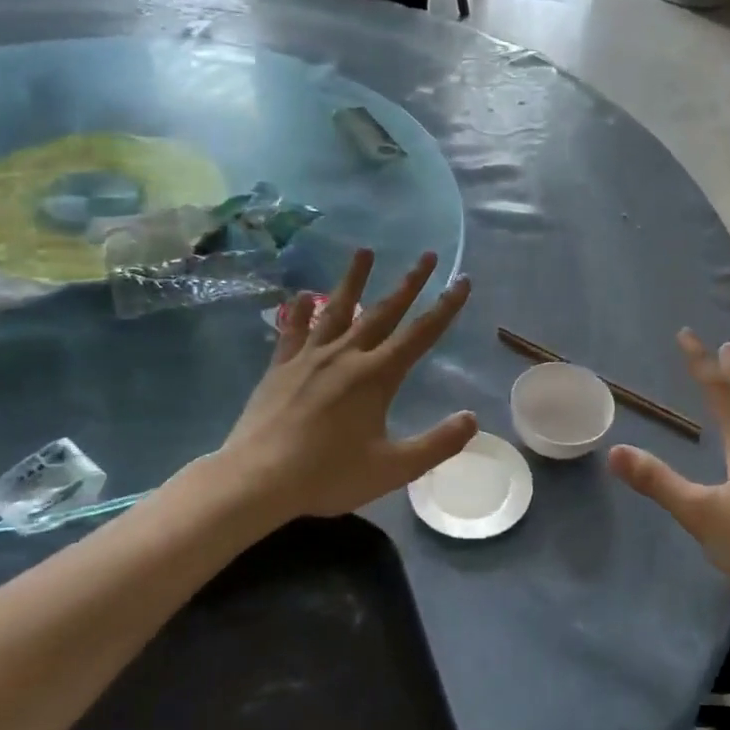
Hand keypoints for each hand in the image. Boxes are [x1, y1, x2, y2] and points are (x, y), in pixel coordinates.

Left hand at [202, 250, 476, 526]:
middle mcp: (346, 355)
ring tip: (365, 250)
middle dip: (410, 282)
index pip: (421, 334)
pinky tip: (305, 295)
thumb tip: (473, 419)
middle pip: (384, 311)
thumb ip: (437, 444)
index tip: (462, 281)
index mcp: (376, 376)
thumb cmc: (327, 474)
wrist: (256, 479)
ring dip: (354, 279)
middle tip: (428, 255)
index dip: (445, 307)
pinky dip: (301, 311)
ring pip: (338, 309)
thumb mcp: (393, 469)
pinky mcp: (281, 366)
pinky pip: (294, 330)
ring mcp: (310, 357)